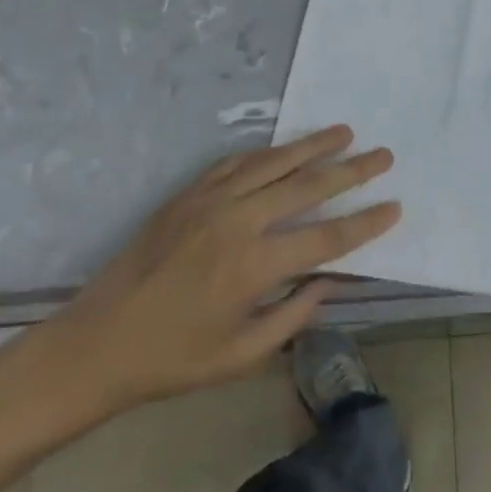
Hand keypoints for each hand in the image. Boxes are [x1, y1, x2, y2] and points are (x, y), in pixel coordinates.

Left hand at [28, 125, 399, 426]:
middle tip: (384, 155)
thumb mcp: (240, 356)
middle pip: (307, 187)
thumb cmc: (171, 359)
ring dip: (313, 145)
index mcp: (253, 267)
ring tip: (345, 132)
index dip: (364, 223)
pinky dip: (268, 153)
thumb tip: (329, 281)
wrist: (96, 342)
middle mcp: (237, 222)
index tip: (394, 206)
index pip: (326, 240)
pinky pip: (237, 162)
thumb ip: (291, 315)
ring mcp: (210, 200)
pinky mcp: (189, 193)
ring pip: (275, 162)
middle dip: (351, 170)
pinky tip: (286, 149)